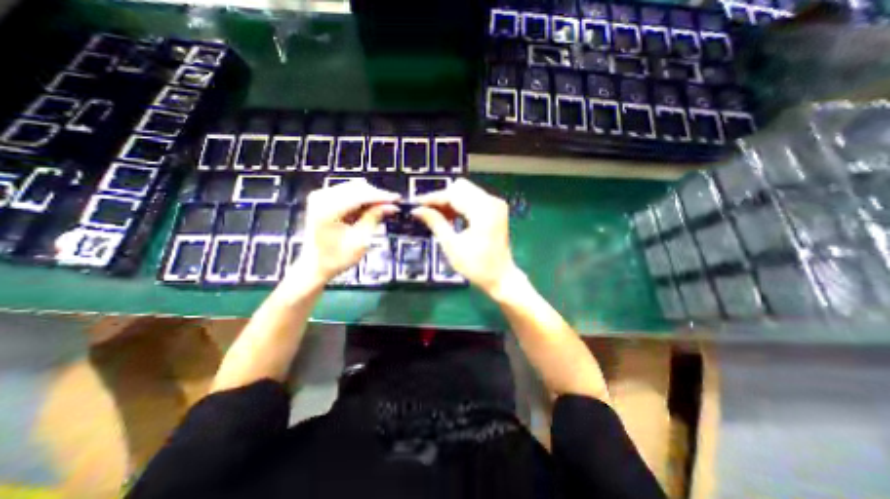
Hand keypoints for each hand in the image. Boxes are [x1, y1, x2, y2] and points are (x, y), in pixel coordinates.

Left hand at [290, 180, 402, 286]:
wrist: (314, 266)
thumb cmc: (337, 258)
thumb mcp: (360, 240)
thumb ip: (374, 218)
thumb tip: (391, 206)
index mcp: (328, 210)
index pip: (360, 195)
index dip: (381, 196)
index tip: (397, 199)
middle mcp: (321, 197)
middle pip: (356, 188)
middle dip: (376, 195)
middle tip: (392, 205)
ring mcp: (320, 196)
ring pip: (353, 188)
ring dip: (369, 197)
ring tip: (384, 207)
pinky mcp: (322, 199)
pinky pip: (347, 193)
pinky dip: (361, 199)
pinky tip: (371, 208)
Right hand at [411, 177, 523, 296]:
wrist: (501, 277)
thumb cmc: (477, 266)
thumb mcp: (452, 245)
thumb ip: (435, 223)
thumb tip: (417, 210)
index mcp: (483, 210)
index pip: (453, 194)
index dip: (433, 198)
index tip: (415, 203)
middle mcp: (492, 201)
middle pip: (460, 188)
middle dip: (441, 198)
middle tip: (426, 211)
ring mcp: (495, 204)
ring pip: (466, 191)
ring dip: (450, 201)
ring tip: (435, 215)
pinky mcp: (495, 209)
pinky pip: (473, 199)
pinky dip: (459, 205)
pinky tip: (449, 216)